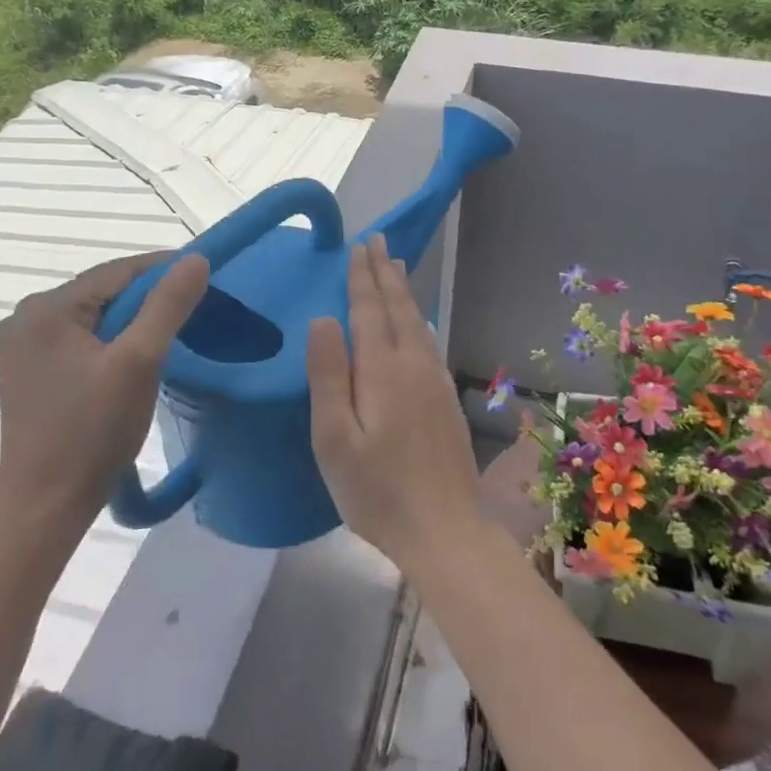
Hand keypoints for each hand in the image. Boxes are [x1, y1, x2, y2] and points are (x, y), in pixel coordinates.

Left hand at [0, 251, 209, 530]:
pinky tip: (136, 355)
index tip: (205, 274)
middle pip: (104, 292)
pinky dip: (111, 340)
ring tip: (172, 330)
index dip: (164, 269)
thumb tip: (196, 258)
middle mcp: (25, 317)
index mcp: (46, 308)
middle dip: (149, 297)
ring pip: (94, 315)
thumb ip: (168, 306)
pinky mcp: (29, 370)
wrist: (45, 506)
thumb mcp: (140, 362)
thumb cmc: (92, 432)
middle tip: (194, 306)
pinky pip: (80, 338)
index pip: (117, 271)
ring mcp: (23, 345)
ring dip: (132, 320)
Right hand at [306, 234, 483, 575]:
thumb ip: (328, 375)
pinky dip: (417, 319)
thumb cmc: (377, 490)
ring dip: (404, 291)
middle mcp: (414, 365)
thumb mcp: (335, 438)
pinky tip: (417, 323)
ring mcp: (436, 382)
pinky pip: (429, 342)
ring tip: (397, 267)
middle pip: (399, 307)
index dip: (362, 277)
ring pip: (417, 322)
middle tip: (379, 240)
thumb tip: (323, 320)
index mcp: (383, 370)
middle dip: (386, 272)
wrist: (445, 530)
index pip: (370, 310)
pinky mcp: (446, 400)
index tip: (359, 246)